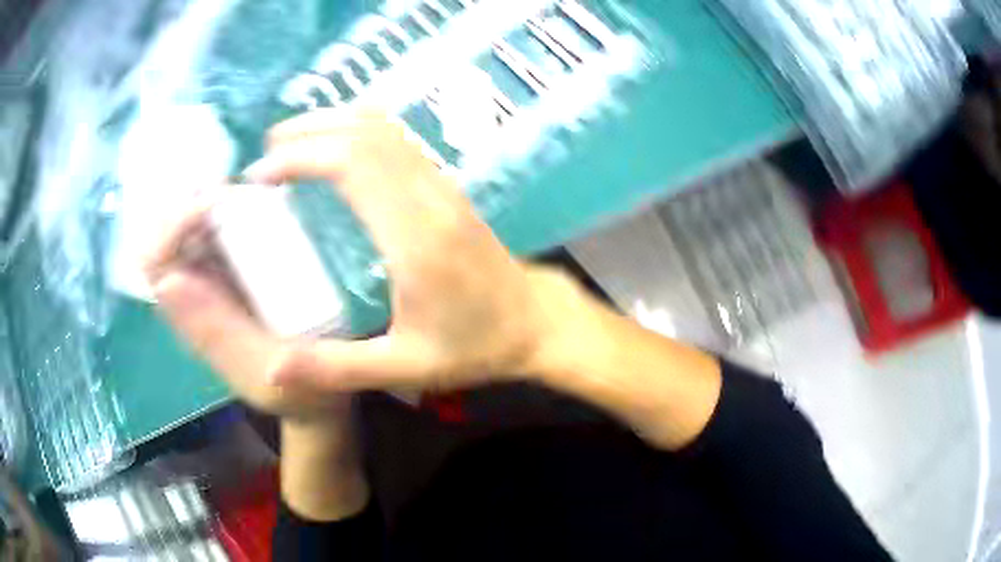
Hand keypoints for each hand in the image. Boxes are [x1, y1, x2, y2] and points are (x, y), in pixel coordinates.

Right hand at [145, 111, 566, 408]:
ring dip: (335, 122)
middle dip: (310, 130)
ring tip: (291, 138)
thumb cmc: (474, 346)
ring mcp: (443, 186)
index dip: (302, 156)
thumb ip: (336, 368)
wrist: (535, 323)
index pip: (353, 165)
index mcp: (416, 239)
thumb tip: (273, 370)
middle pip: (366, 134)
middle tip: (267, 149)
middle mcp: (430, 198)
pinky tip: (335, 144)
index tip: (262, 174)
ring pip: (386, 128)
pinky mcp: (447, 186)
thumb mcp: (404, 368)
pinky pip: (400, 139)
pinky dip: (360, 130)